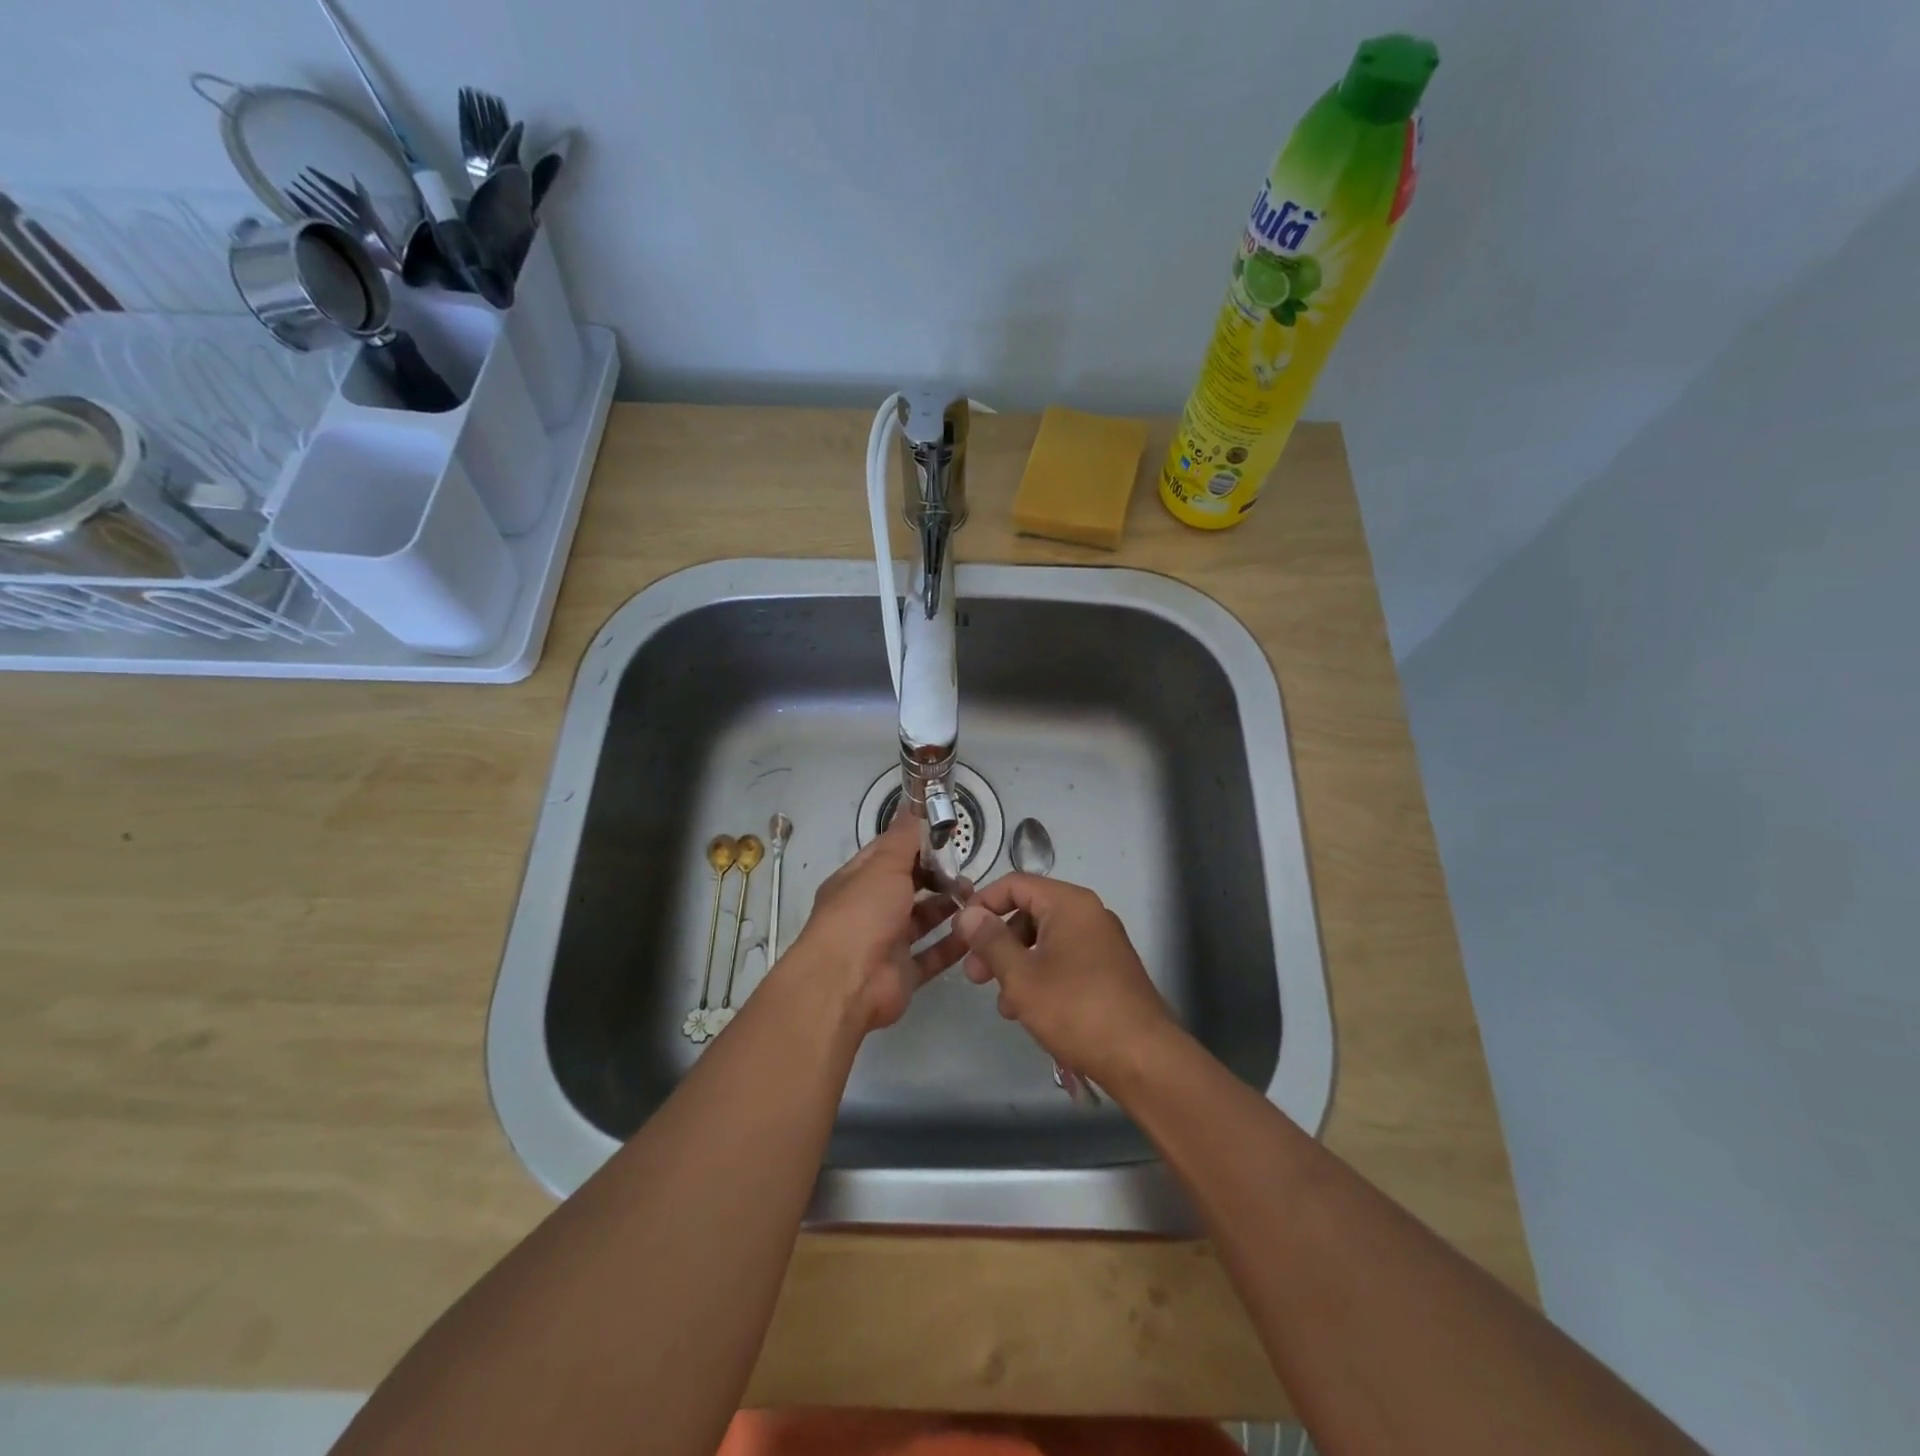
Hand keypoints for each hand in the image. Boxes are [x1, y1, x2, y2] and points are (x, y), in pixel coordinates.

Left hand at [788, 813, 969, 1031]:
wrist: (846, 983)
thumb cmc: (862, 914)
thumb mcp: (883, 865)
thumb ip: (903, 837)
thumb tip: (912, 804)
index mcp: (857, 881)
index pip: (888, 853)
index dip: (915, 843)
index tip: (946, 836)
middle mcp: (869, 910)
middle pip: (907, 887)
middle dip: (936, 877)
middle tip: (965, 871)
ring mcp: (886, 943)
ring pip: (921, 920)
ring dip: (947, 908)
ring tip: (975, 898)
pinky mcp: (903, 973)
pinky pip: (932, 955)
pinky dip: (952, 944)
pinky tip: (975, 931)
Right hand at [953, 875, 1176, 1087]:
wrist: (1143, 1058)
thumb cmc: (1076, 1009)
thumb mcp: (1021, 975)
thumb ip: (990, 941)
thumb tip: (967, 914)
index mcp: (1069, 903)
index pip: (1015, 884)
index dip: (982, 904)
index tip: (960, 934)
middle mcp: (1088, 914)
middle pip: (1030, 912)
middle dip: (997, 941)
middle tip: (974, 975)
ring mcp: (1101, 943)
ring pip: (1045, 940)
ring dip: (1016, 964)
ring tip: (1003, 1003)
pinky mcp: (1108, 971)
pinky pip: (1064, 960)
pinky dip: (1040, 976)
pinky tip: (1028, 1011)